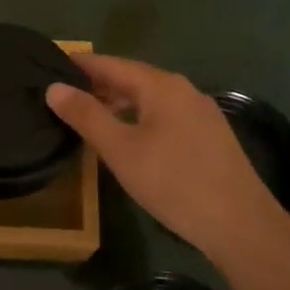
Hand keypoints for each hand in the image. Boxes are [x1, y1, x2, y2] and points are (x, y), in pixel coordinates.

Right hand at [46, 54, 288, 259]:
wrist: (240, 225)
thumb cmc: (173, 182)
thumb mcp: (120, 150)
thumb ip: (86, 116)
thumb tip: (54, 87)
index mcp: (161, 86)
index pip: (111, 64)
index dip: (80, 65)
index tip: (49, 65)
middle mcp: (183, 90)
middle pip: (132, 78)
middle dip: (98, 85)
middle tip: (63, 95)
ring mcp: (201, 114)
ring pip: (150, 99)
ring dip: (119, 103)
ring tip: (89, 117)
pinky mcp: (210, 137)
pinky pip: (165, 116)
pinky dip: (139, 118)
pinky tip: (129, 139)